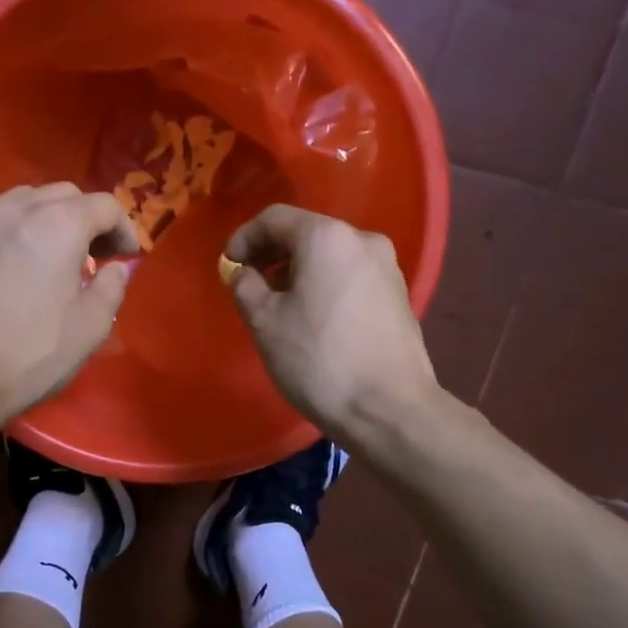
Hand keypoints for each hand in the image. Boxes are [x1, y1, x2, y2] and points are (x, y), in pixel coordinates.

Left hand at [0, 183, 138, 421]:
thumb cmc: (30, 351)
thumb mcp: (91, 327)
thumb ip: (112, 288)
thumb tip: (115, 269)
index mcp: (59, 224)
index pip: (105, 205)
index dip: (124, 228)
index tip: (128, 256)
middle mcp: (16, 210)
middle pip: (63, 195)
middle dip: (86, 218)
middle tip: (94, 255)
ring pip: (22, 203)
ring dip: (46, 221)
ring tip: (51, 257)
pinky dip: (11, 236)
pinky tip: (9, 271)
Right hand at [224, 205, 439, 441]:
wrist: (389, 409)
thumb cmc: (319, 360)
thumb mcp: (264, 322)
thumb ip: (245, 286)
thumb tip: (244, 273)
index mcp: (327, 237)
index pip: (274, 218)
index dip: (244, 238)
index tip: (228, 266)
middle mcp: (362, 240)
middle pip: (306, 233)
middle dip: (271, 254)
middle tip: (248, 284)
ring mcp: (387, 268)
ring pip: (330, 255)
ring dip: (298, 270)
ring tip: (279, 305)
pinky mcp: (398, 296)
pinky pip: (350, 276)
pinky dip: (325, 285)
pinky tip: (313, 318)